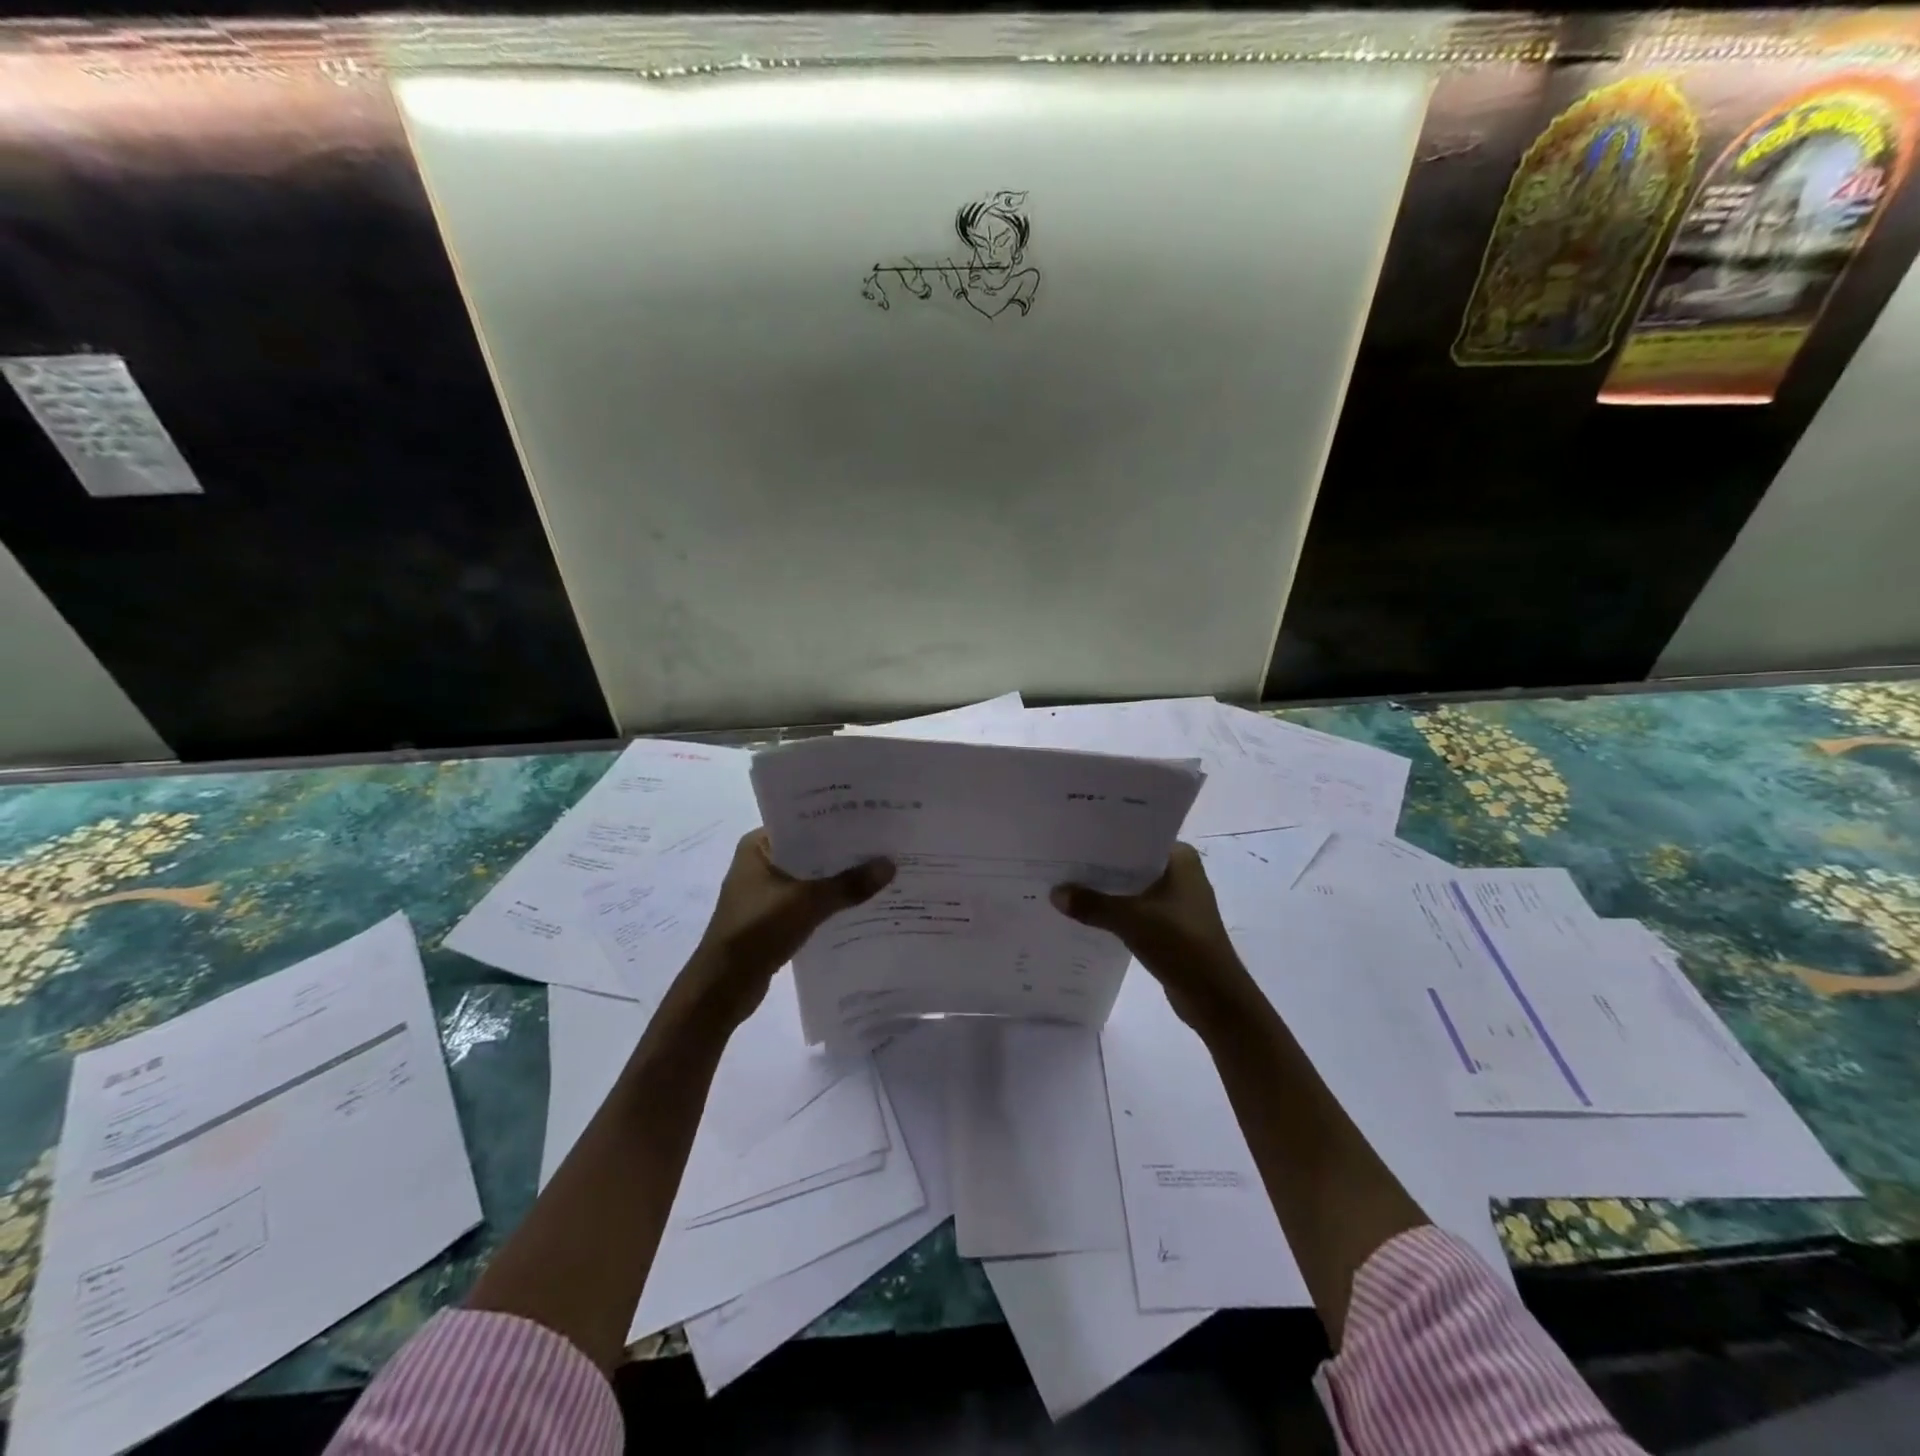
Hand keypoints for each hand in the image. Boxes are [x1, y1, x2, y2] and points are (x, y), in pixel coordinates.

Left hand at [677, 830, 893, 1027]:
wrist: (722, 987)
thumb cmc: (757, 931)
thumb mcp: (807, 903)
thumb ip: (849, 884)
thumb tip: (890, 864)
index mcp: (758, 846)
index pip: (803, 822)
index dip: (836, 821)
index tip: (872, 817)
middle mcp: (760, 863)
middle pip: (810, 851)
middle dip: (844, 852)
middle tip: (885, 844)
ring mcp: (765, 892)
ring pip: (810, 878)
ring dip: (838, 879)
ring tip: (880, 871)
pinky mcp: (772, 919)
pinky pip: (808, 902)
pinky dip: (829, 902)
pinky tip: (860, 903)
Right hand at [1051, 843, 1261, 1035]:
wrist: (1214, 997)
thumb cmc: (1180, 944)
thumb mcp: (1131, 920)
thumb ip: (1092, 904)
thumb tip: (1054, 893)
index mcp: (1180, 858)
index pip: (1136, 836)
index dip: (1104, 837)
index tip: (1071, 836)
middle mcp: (1180, 873)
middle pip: (1131, 863)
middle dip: (1099, 865)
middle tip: (1060, 860)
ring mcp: (1176, 900)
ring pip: (1132, 888)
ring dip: (1106, 890)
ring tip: (1066, 884)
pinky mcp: (1170, 925)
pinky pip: (1135, 909)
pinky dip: (1114, 911)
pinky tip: (1086, 913)